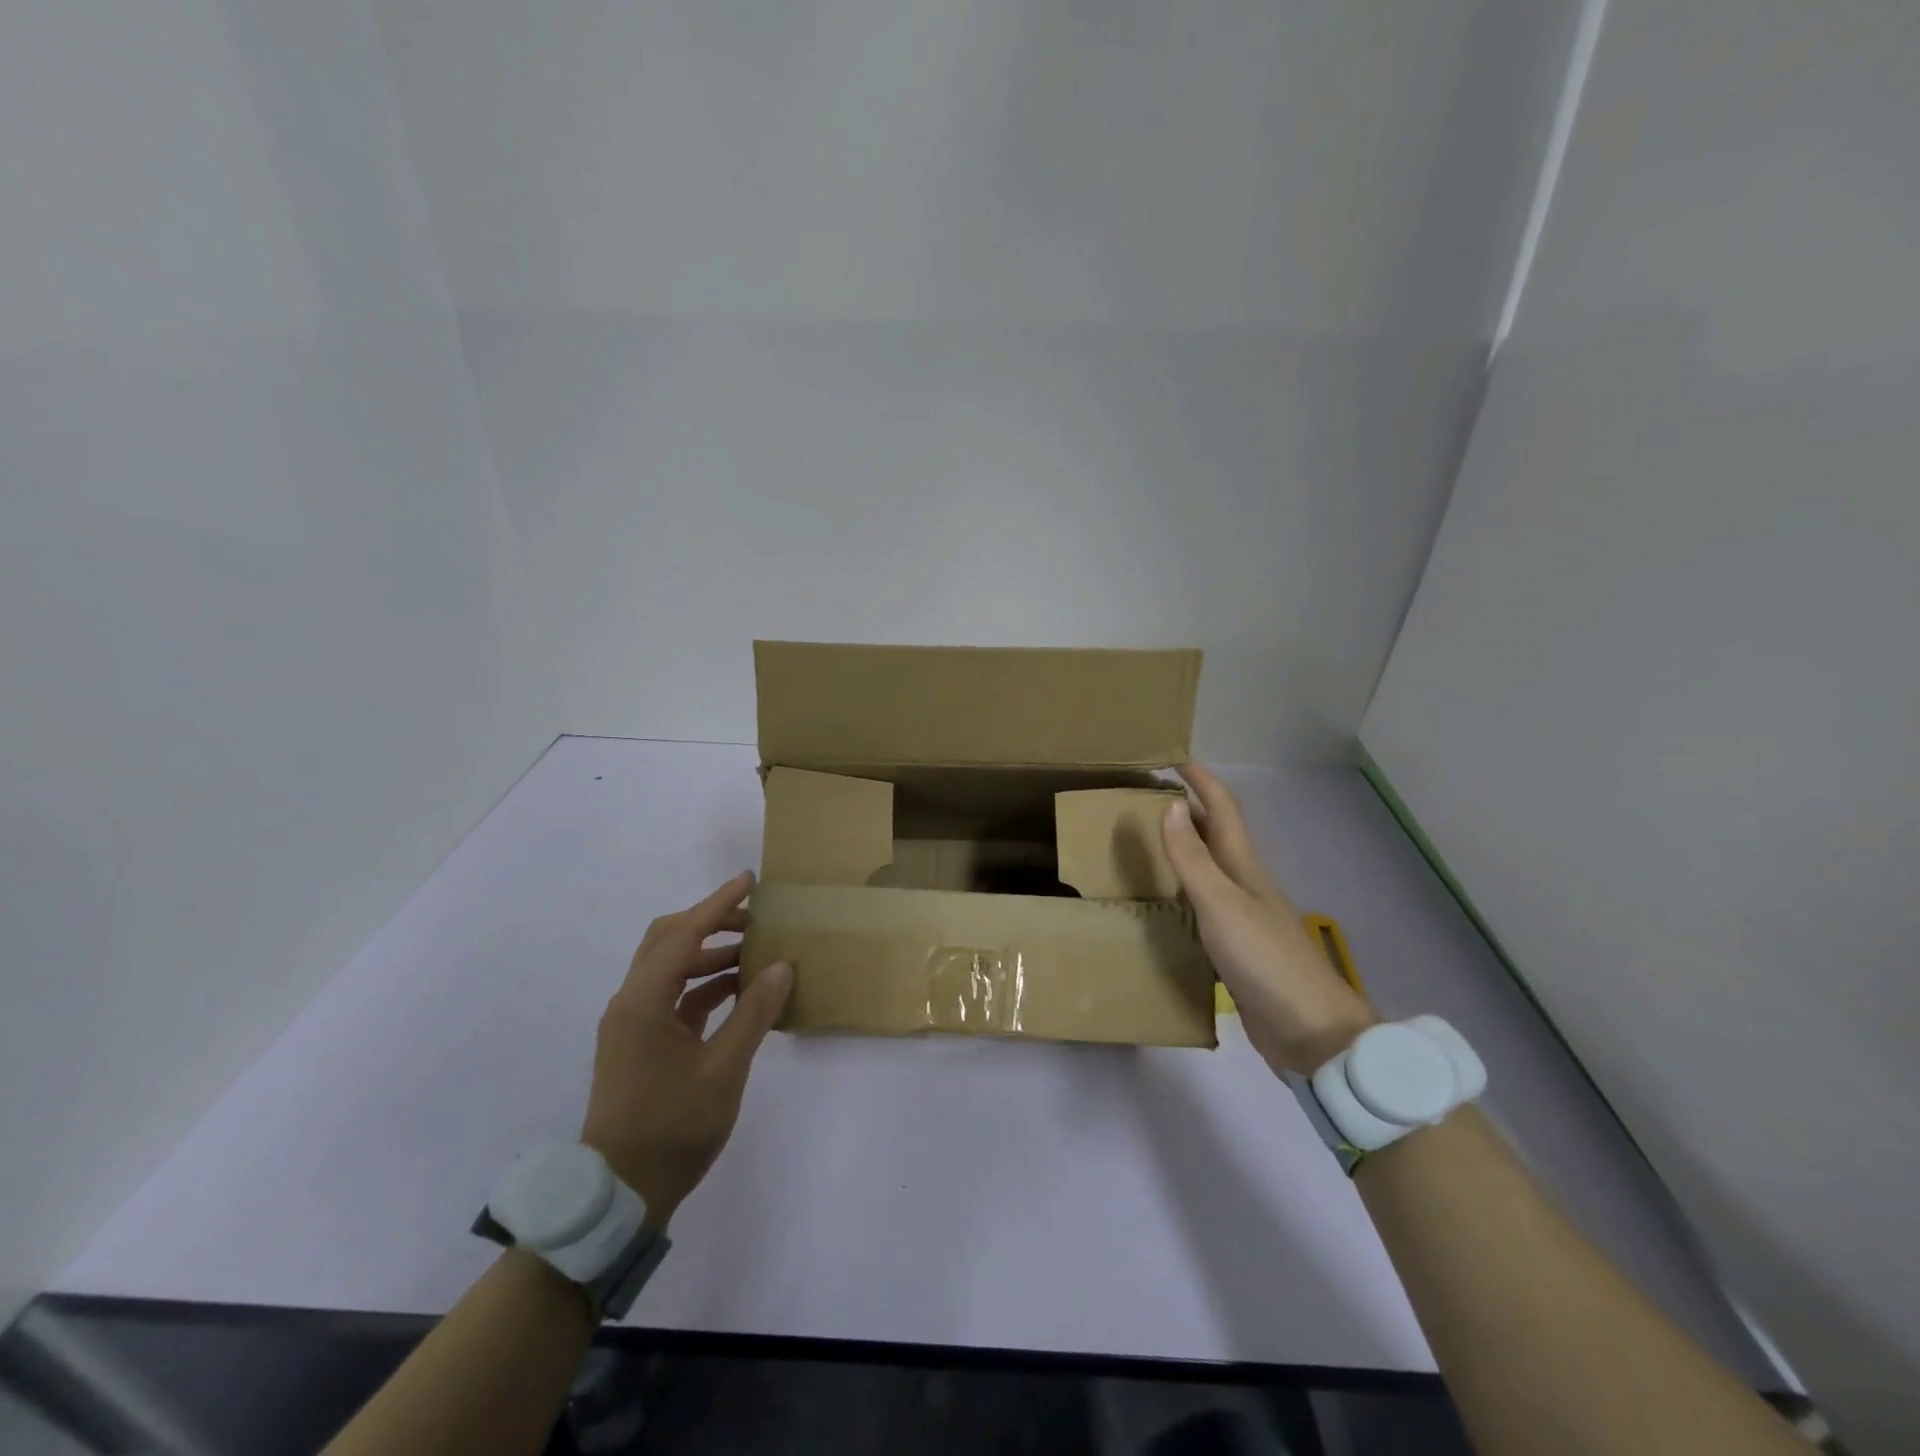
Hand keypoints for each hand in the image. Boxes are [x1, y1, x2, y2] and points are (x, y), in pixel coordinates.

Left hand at [580, 872, 791, 1226]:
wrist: (621, 1193)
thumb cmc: (673, 1128)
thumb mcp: (724, 1069)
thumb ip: (754, 1013)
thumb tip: (780, 966)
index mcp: (642, 1003)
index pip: (683, 934)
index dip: (718, 904)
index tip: (749, 881)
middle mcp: (631, 1003)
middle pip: (668, 941)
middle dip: (711, 922)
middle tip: (754, 917)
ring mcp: (633, 1024)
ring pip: (670, 968)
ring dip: (709, 954)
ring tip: (755, 953)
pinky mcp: (641, 1043)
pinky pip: (673, 996)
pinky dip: (704, 985)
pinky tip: (738, 991)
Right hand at [1161, 762, 1375, 1076]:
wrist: (1310, 1031)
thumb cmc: (1265, 960)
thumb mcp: (1222, 903)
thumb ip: (1193, 858)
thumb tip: (1173, 804)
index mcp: (1244, 868)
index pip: (1223, 810)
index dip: (1202, 782)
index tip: (1174, 759)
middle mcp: (1245, 885)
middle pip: (1217, 836)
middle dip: (1190, 809)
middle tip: (1149, 797)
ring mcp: (1244, 918)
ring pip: (1211, 870)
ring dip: (1186, 849)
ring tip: (1150, 841)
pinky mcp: (1238, 950)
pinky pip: (1204, 907)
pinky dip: (1184, 892)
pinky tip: (1167, 902)